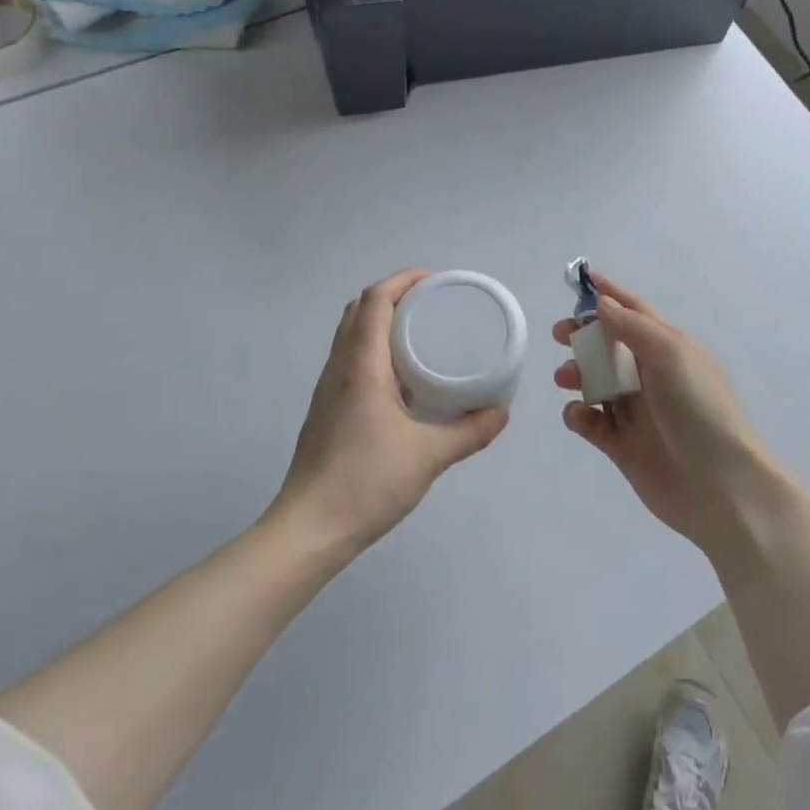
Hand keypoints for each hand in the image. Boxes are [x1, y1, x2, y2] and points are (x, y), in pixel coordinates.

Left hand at [274, 271, 509, 554]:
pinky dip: (374, 349)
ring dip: (381, 322)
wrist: (308, 529)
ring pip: (351, 336)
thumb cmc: (366, 482)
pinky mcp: (326, 410)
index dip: (402, 280)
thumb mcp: (429, 456)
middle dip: (394, 296)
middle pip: (359, 311)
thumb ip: (469, 432)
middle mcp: (340, 368)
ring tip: (421, 334)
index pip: (374, 300)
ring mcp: (328, 390)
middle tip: (432, 304)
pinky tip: (402, 379)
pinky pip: (350, 360)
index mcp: (361, 365)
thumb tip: (501, 413)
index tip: (434, 281)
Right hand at [553, 277, 781, 555]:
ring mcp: (637, 412)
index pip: (635, 311)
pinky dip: (579, 415)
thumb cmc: (698, 409)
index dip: (610, 294)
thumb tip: (602, 303)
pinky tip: (578, 415)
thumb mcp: (670, 354)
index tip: (581, 279)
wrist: (720, 486)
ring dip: (577, 374)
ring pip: (597, 382)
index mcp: (669, 348)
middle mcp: (652, 375)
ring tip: (565, 378)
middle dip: (583, 335)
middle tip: (560, 334)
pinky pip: (592, 423)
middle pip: (610, 345)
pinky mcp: (623, 446)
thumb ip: (632, 327)